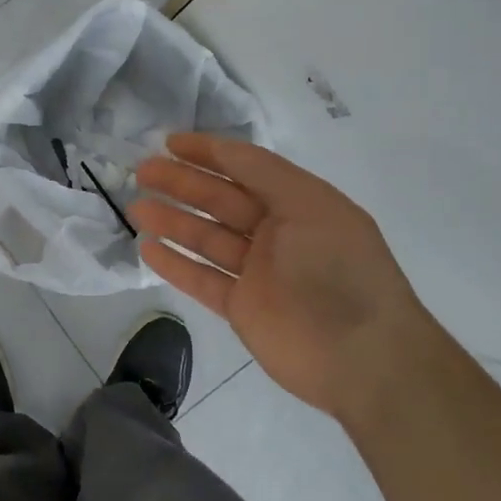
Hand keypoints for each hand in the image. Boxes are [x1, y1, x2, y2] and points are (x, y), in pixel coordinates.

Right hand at [131, 134, 447, 425]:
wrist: (364, 357)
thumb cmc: (338, 268)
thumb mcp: (309, 204)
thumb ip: (264, 174)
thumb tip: (223, 149)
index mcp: (299, 204)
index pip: (247, 168)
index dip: (210, 152)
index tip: (170, 143)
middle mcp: (278, 233)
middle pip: (221, 200)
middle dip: (182, 183)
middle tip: (142, 171)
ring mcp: (260, 272)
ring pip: (207, 239)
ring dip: (172, 221)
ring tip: (136, 208)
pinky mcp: (244, 307)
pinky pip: (203, 279)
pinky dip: (176, 264)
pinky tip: (148, 248)